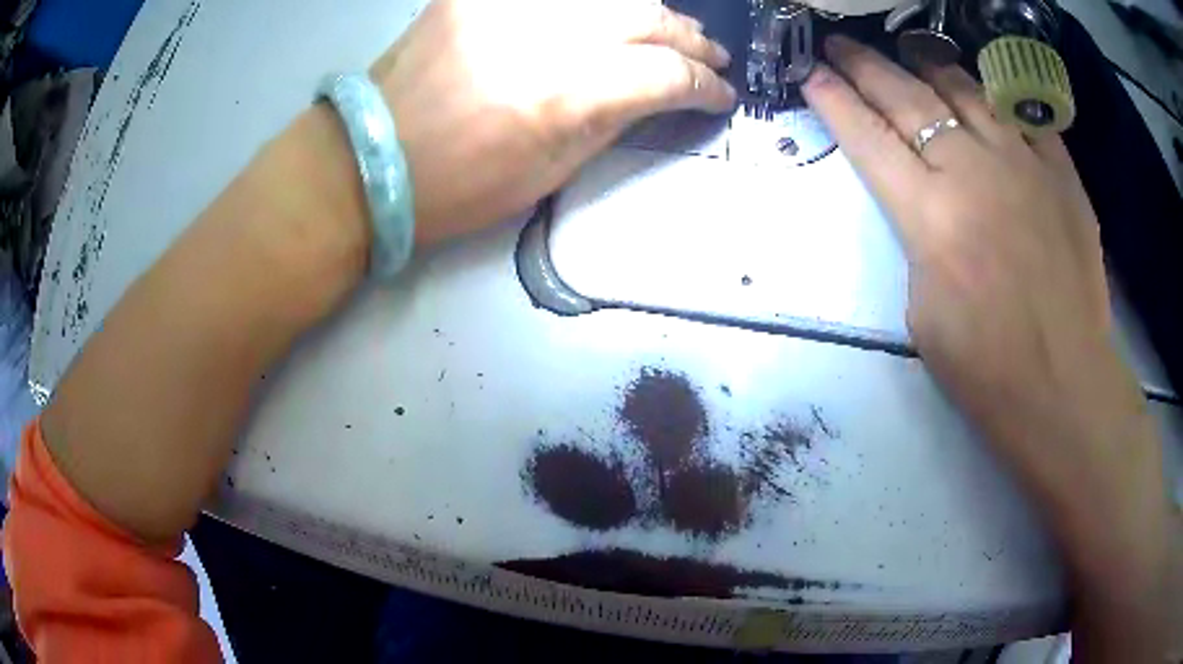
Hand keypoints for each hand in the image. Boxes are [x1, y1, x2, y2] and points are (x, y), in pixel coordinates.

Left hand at [369, 0, 734, 245]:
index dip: (705, 86)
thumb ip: (611, 123)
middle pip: (646, 18)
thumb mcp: (549, 173)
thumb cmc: (458, 187)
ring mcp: (508, 6)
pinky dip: (591, 4)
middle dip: (690, 39)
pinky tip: (608, 15)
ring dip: (651, 12)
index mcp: (564, 96)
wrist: (371, 158)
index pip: (665, 75)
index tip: (721, 96)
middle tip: (710, 55)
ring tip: (671, 30)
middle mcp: (544, 37)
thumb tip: (655, 95)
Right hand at [803, 35, 1176, 656]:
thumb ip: (920, 243)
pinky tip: (983, 92)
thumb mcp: (923, 314)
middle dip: (865, 66)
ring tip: (909, 54)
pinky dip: (997, 98)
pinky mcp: (1061, 173)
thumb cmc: (987, 372)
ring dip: (928, 67)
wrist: (1065, 388)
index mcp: (929, 216)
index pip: (868, 138)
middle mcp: (972, 171)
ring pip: (964, 90)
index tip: (812, 74)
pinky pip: (1023, 114)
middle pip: (907, 99)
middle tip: (840, 45)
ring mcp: (1023, 164)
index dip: (835, 101)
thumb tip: (929, 207)